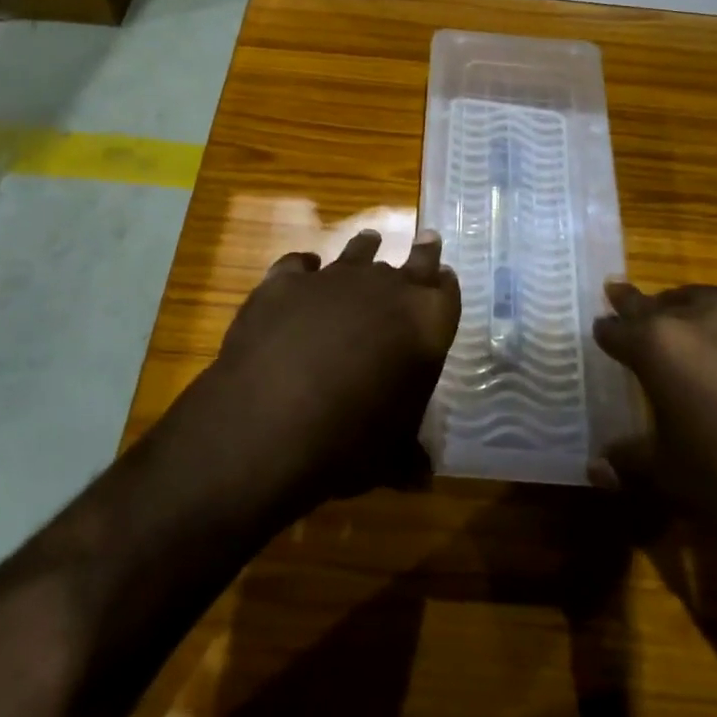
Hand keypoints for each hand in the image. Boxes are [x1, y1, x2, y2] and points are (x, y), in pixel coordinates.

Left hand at [148, 228, 460, 525]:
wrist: (270, 421)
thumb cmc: (349, 442)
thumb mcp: (389, 458)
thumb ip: (408, 457)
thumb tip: (422, 478)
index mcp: (424, 323)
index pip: (446, 292)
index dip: (445, 284)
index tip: (445, 274)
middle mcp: (384, 289)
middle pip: (412, 261)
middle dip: (422, 252)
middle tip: (429, 238)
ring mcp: (332, 279)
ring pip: (356, 253)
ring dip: (365, 248)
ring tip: (370, 239)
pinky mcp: (284, 282)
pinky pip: (299, 265)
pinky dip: (304, 267)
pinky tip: (303, 269)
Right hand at [593, 283, 716, 619]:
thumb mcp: (670, 481)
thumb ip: (628, 464)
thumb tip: (597, 466)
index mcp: (662, 345)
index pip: (619, 328)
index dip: (607, 333)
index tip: (601, 335)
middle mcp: (705, 320)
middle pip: (662, 302)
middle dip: (643, 308)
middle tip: (631, 308)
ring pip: (710, 304)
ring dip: (691, 312)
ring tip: (688, 332)